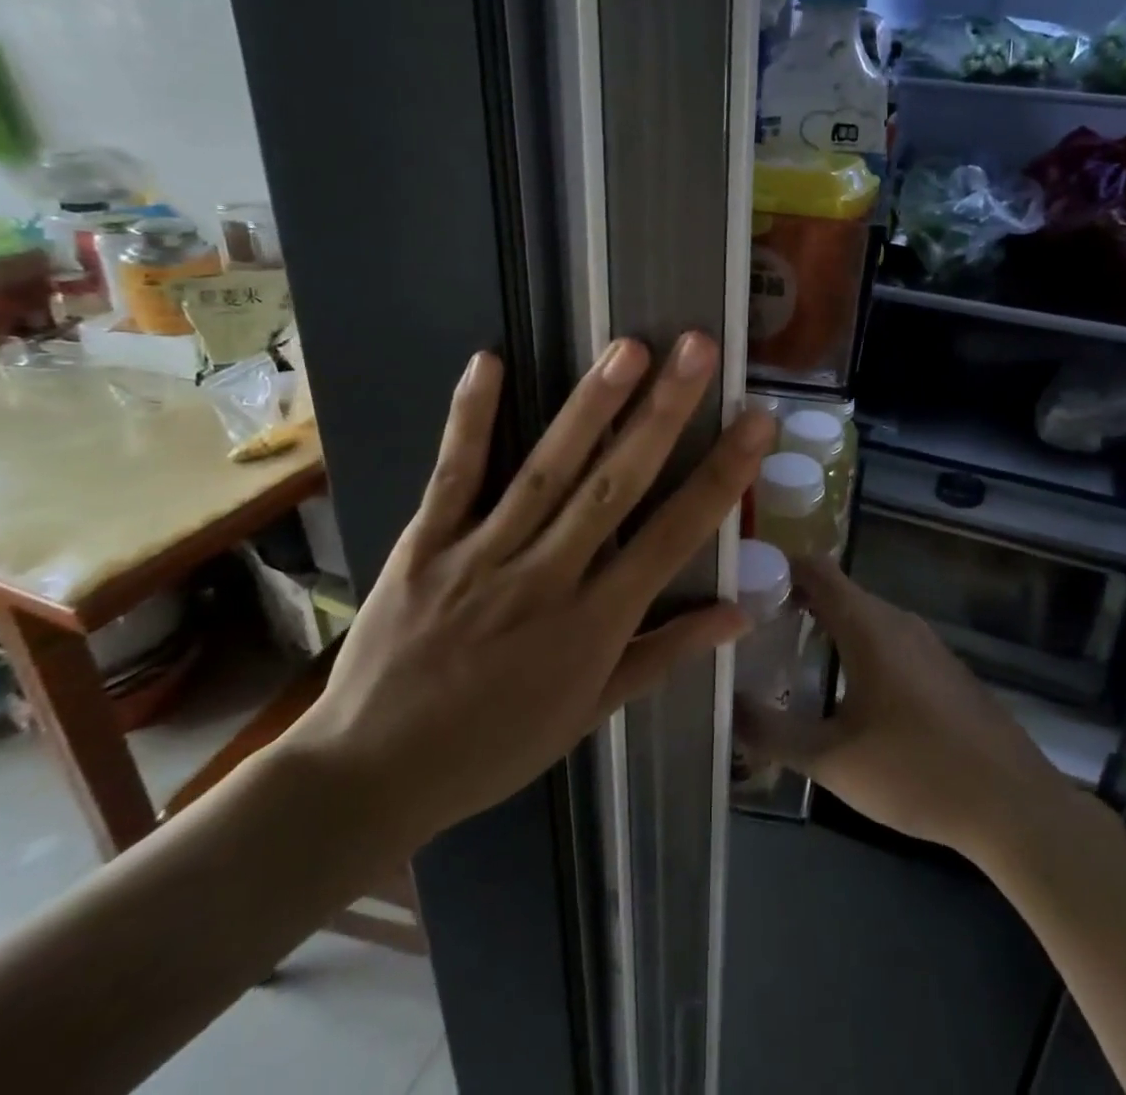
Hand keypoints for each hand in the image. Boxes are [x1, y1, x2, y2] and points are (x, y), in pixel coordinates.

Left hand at [284, 332, 773, 851]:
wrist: (370, 777)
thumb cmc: (495, 746)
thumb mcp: (591, 712)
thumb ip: (665, 653)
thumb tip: (740, 611)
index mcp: (594, 625)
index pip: (673, 537)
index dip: (720, 476)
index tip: (755, 422)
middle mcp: (546, 579)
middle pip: (615, 486)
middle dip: (663, 414)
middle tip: (697, 350)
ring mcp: (480, 556)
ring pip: (546, 471)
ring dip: (590, 407)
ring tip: (629, 348)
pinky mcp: (424, 544)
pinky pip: (453, 475)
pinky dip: (471, 418)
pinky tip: (489, 361)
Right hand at [735, 557, 1086, 863]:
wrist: (1012, 803)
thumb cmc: (916, 771)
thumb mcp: (833, 760)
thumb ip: (774, 732)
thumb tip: (728, 708)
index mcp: (869, 625)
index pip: (815, 569)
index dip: (777, 567)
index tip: (743, 589)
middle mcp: (897, 620)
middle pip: (838, 590)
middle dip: (794, 601)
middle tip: (754, 630)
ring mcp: (925, 643)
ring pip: (864, 616)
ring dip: (826, 626)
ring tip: (789, 658)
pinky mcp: (942, 668)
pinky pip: (887, 639)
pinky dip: (855, 646)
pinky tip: (844, 690)